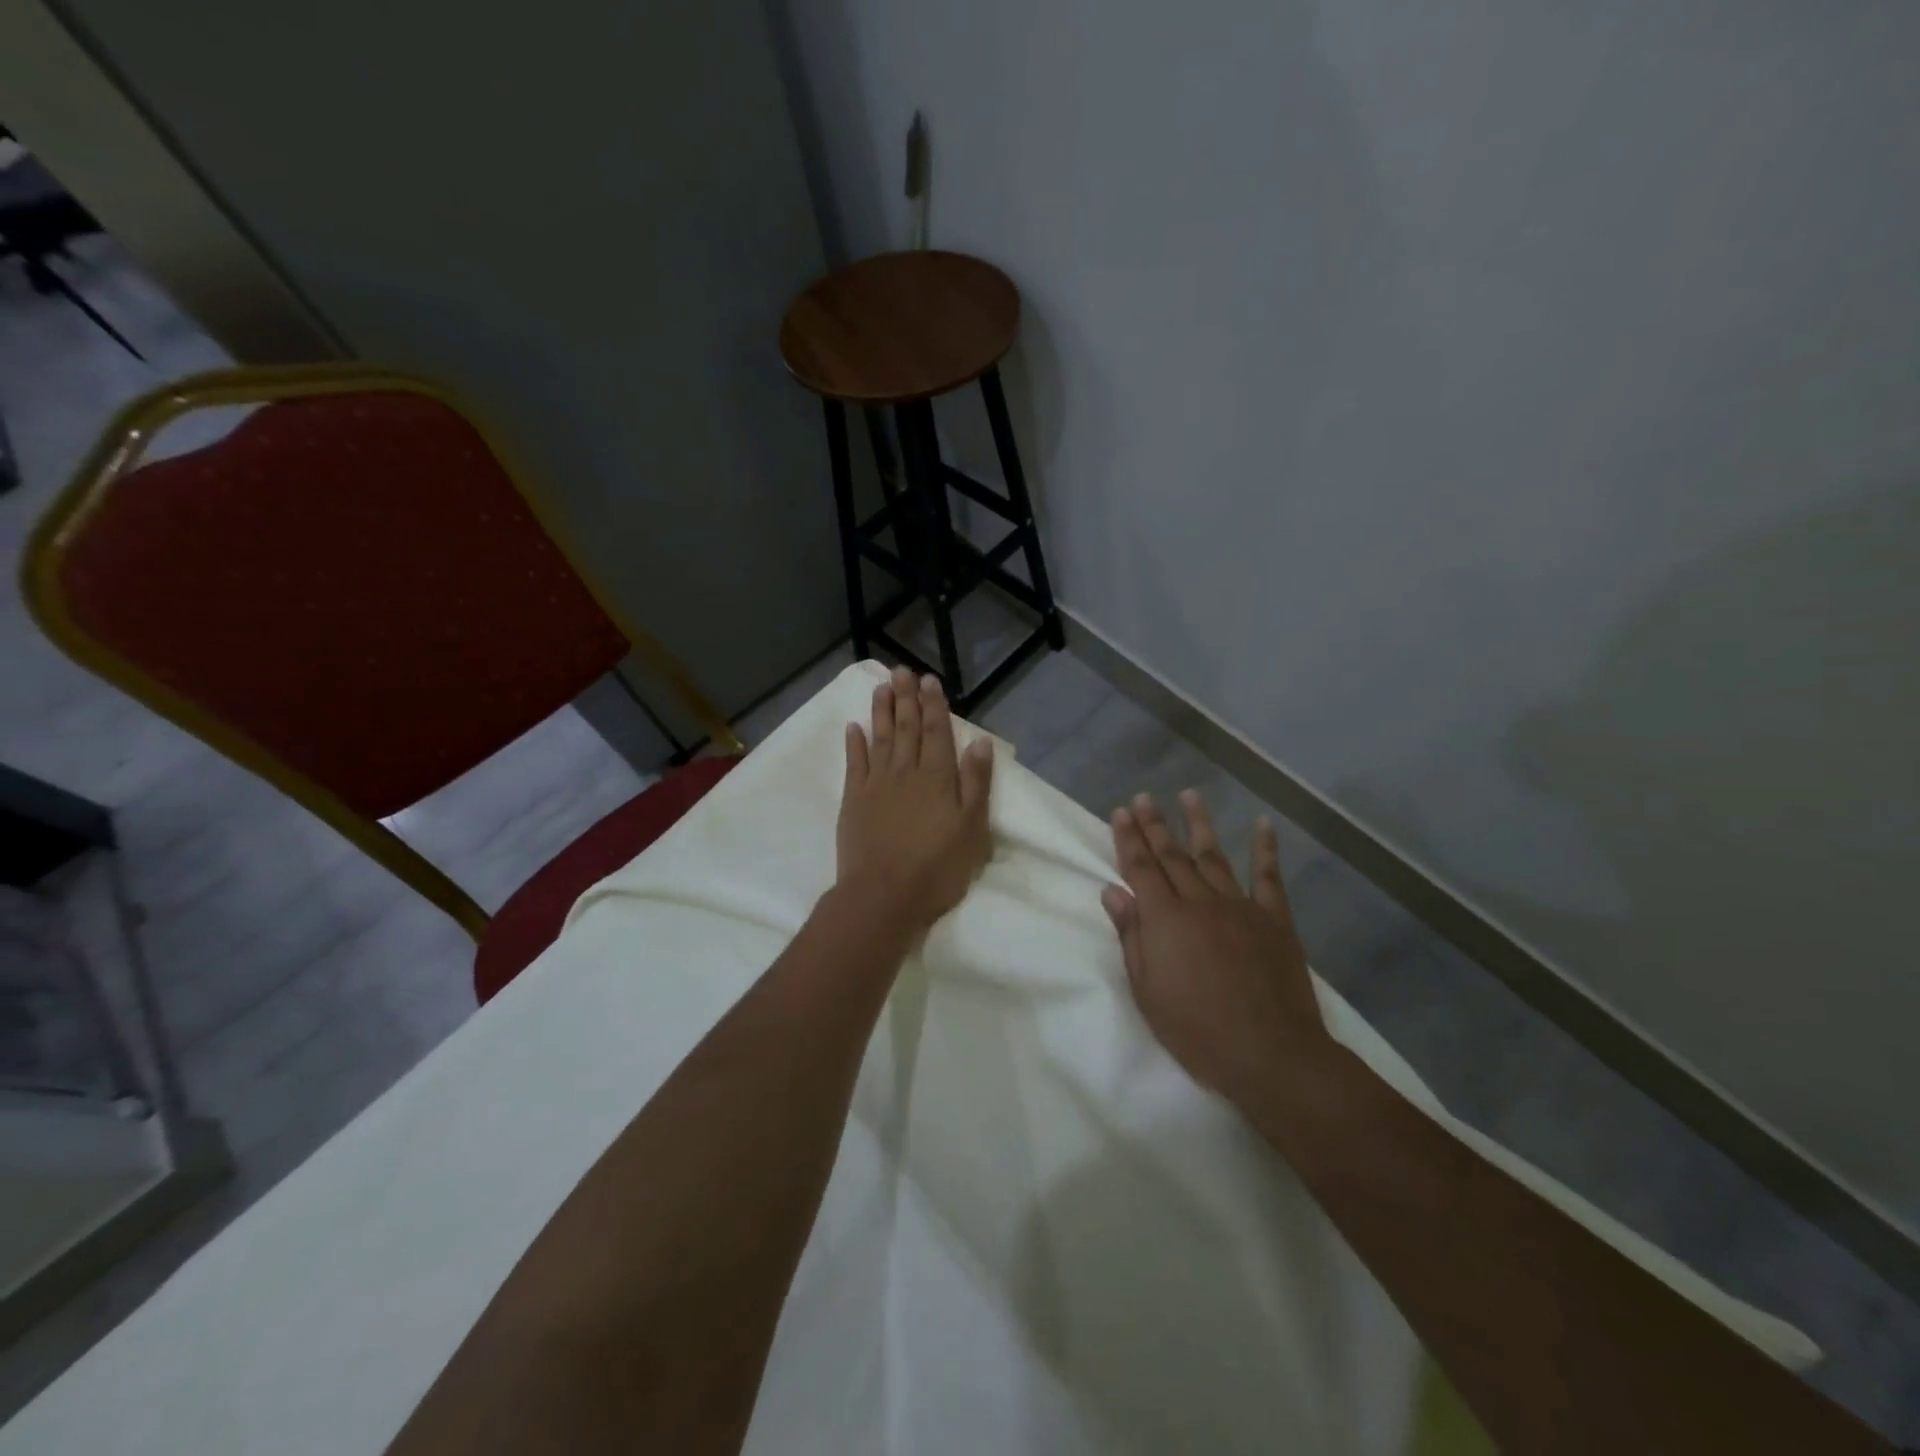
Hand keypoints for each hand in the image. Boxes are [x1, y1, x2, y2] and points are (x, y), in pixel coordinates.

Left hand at [836, 667, 994, 933]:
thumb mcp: (972, 829)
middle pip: (906, 728)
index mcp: (937, 777)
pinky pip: (854, 763)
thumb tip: (979, 742)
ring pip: (880, 738)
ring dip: (881, 711)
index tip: (929, 680)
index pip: (936, 732)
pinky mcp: (853, 800)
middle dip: (906, 698)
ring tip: (881, 687)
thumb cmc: (937, 867)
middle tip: (902, 671)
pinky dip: (854, 743)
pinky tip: (853, 727)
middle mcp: (905, 772)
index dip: (933, 705)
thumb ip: (976, 783)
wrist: (883, 896)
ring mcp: (876, 784)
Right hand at [1102, 792, 1333, 1107]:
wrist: (1271, 1055)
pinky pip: (1269, 877)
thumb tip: (1113, 892)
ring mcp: (1240, 907)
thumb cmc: (1198, 1031)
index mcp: (1165, 920)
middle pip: (1172, 856)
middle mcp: (1199, 902)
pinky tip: (1262, 824)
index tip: (1120, 812)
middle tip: (1143, 797)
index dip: (1128, 839)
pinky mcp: (1274, 920)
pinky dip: (1265, 849)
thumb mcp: (1148, 991)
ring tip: (1189, 794)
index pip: (1140, 868)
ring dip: (1199, 824)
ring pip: (1214, 856)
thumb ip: (1131, 937)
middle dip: (1154, 824)